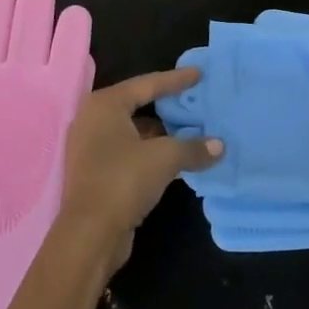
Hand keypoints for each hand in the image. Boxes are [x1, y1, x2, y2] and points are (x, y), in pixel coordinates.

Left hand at [54, 67, 222, 281]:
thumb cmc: (123, 180)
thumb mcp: (165, 158)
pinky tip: (173, 159)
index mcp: (105, 105)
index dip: (175, 80)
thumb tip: (219, 146)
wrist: (89, 234)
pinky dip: (149, 152)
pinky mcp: (94, 173)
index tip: (199, 74)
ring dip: (159, 133)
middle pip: (137, 105)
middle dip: (166, 106)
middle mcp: (92, 120)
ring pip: (132, 131)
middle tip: (194, 101)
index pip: (146, 84)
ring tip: (190, 132)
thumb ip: (193, 147)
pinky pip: (128, 152)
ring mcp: (90, 148)